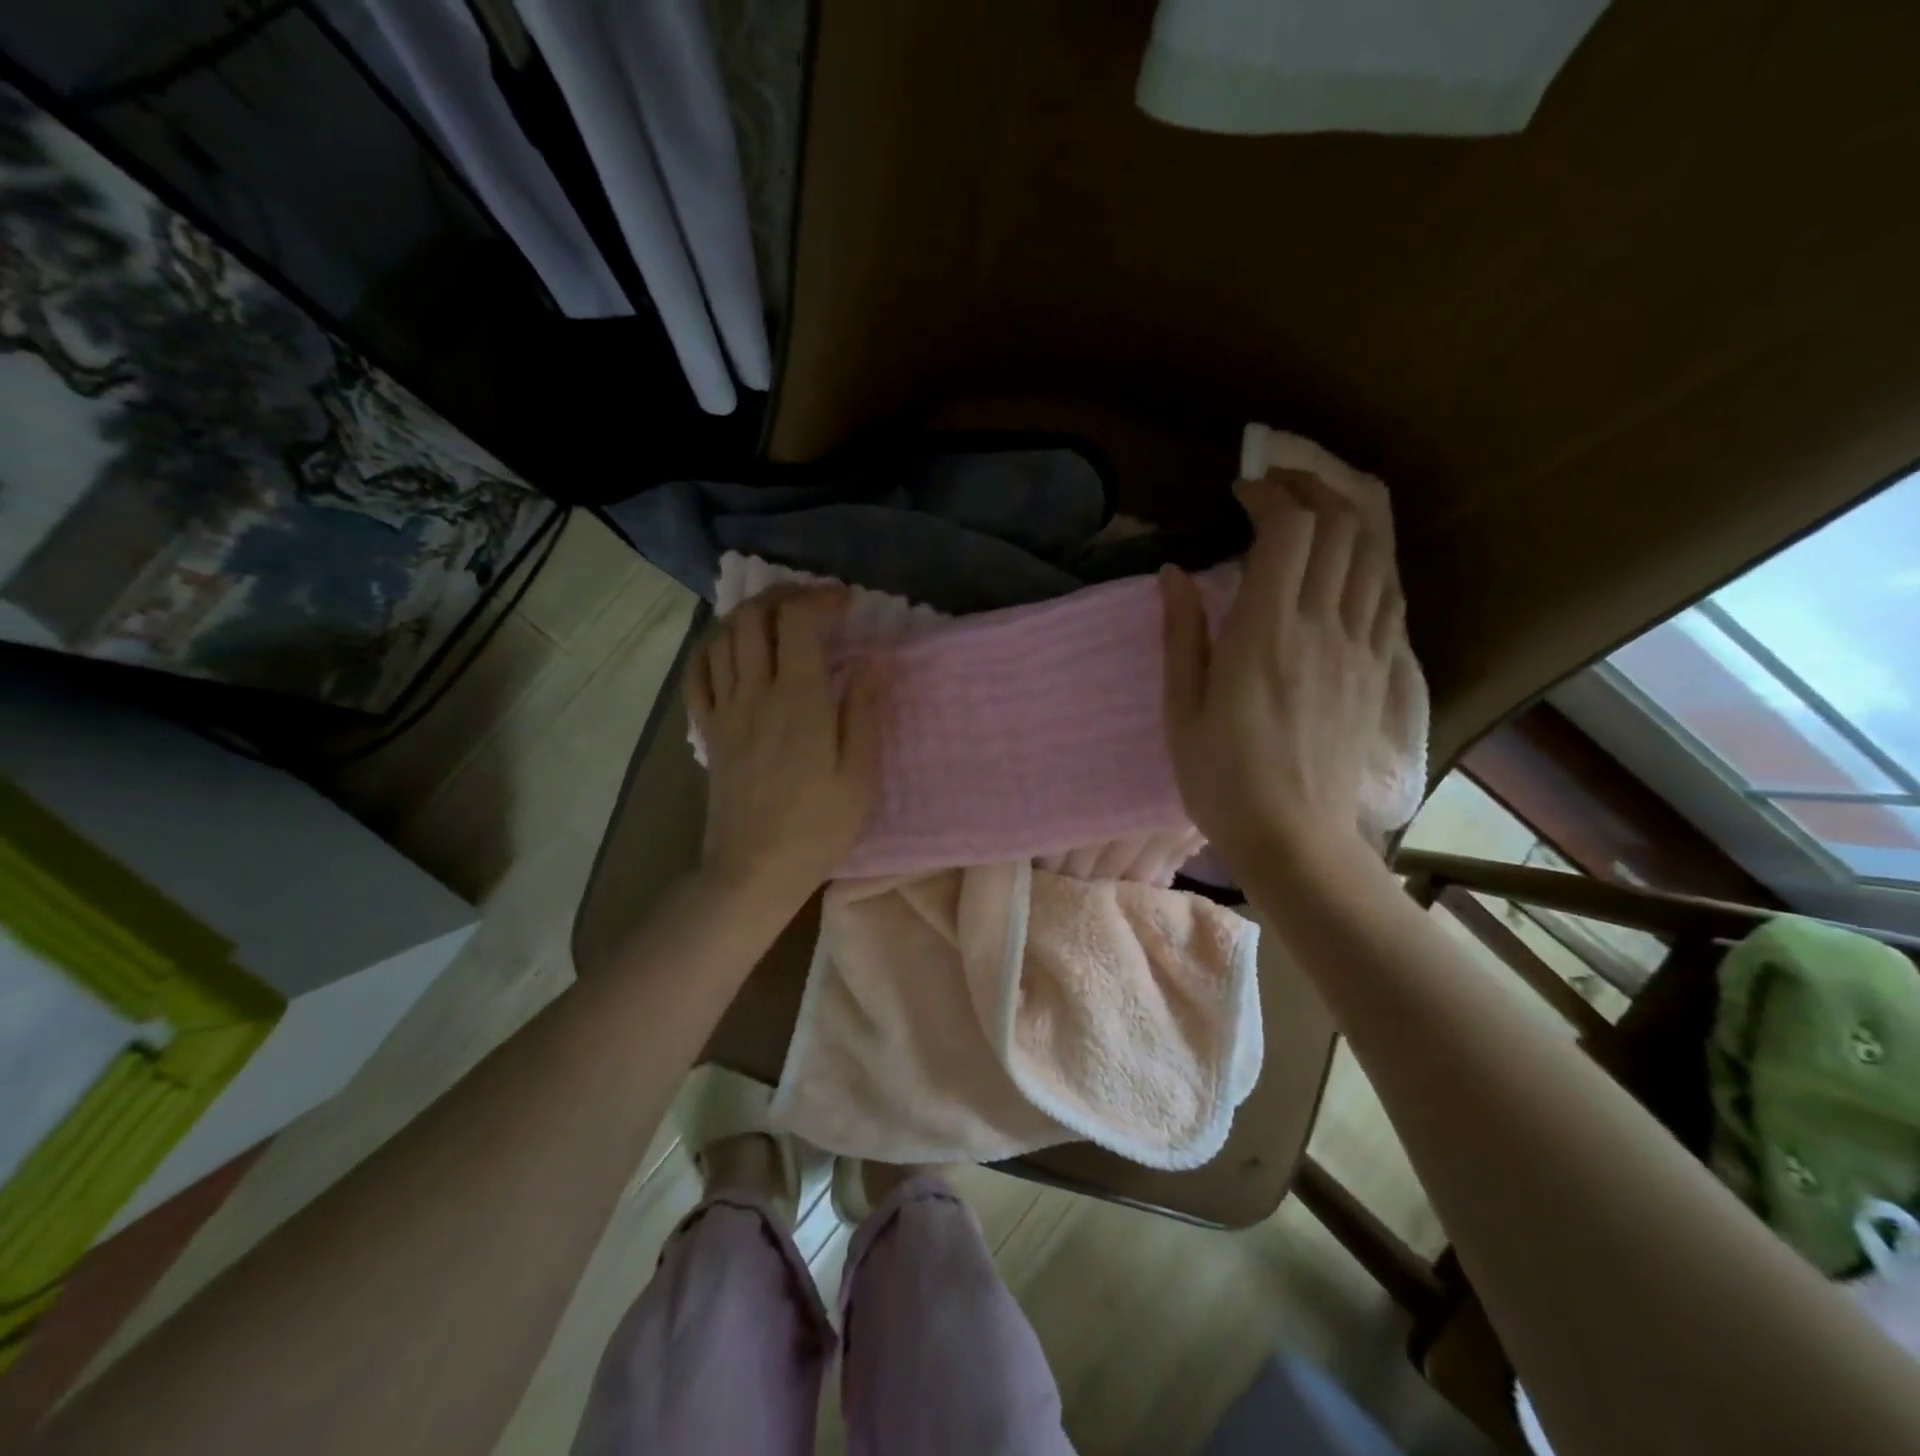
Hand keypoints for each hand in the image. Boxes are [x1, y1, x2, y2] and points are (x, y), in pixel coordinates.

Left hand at [688, 588, 886, 912]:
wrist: (754, 871)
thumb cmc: (818, 827)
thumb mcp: (860, 775)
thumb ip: (865, 710)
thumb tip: (874, 658)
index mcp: (798, 701)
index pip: (798, 621)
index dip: (821, 598)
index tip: (847, 602)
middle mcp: (755, 694)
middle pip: (754, 617)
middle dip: (784, 595)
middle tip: (814, 603)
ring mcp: (724, 711)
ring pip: (723, 638)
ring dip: (750, 615)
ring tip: (778, 620)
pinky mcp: (708, 731)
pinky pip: (697, 675)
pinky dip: (712, 648)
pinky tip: (731, 649)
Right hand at [1160, 470, 1403, 885]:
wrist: (1296, 839)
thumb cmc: (1223, 780)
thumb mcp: (1181, 712)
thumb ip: (1181, 635)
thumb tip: (1173, 574)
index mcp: (1265, 637)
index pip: (1288, 532)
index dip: (1268, 495)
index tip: (1239, 493)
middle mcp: (1323, 628)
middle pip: (1342, 524)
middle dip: (1311, 485)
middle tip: (1277, 483)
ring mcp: (1362, 647)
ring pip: (1378, 550)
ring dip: (1350, 510)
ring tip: (1317, 502)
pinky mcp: (1382, 669)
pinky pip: (1391, 591)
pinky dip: (1374, 555)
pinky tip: (1351, 556)